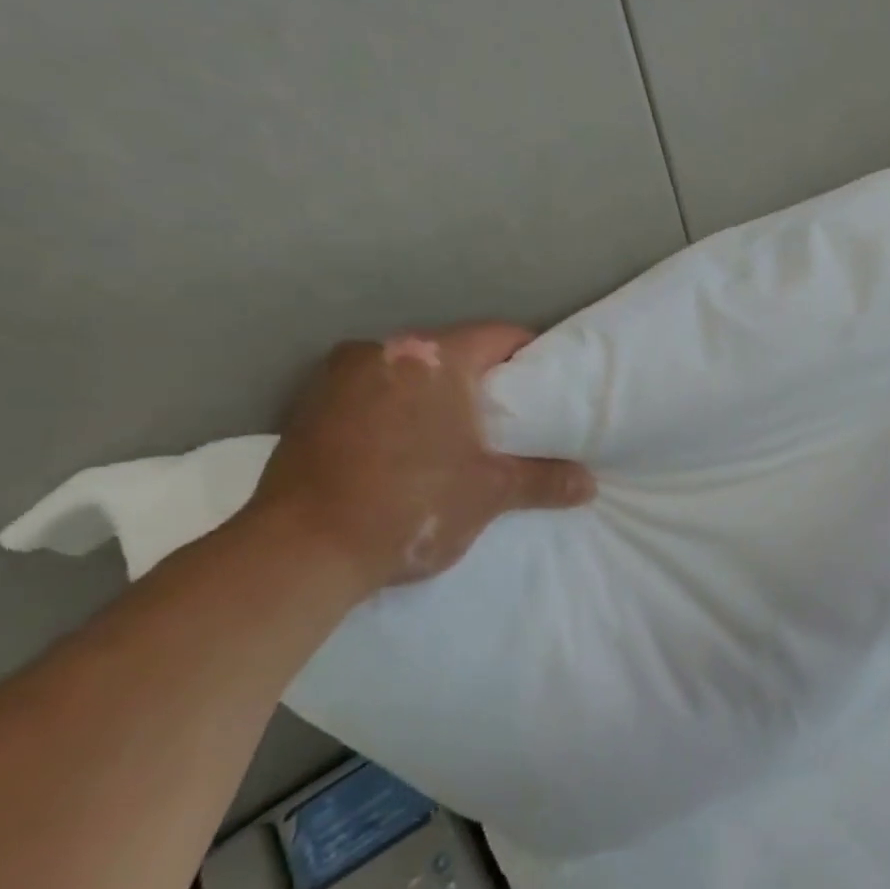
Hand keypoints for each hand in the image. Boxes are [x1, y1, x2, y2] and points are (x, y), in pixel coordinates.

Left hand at [248, 323, 593, 596]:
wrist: (300, 552)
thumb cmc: (410, 505)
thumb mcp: (489, 493)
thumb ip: (543, 480)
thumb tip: (589, 485)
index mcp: (432, 358)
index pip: (500, 336)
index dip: (531, 357)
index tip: (548, 385)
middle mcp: (381, 351)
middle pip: (451, 353)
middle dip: (481, 381)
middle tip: (509, 418)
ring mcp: (336, 378)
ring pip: (406, 374)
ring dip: (433, 398)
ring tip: (455, 438)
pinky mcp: (306, 409)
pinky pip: (370, 396)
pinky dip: (394, 413)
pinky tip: (403, 451)